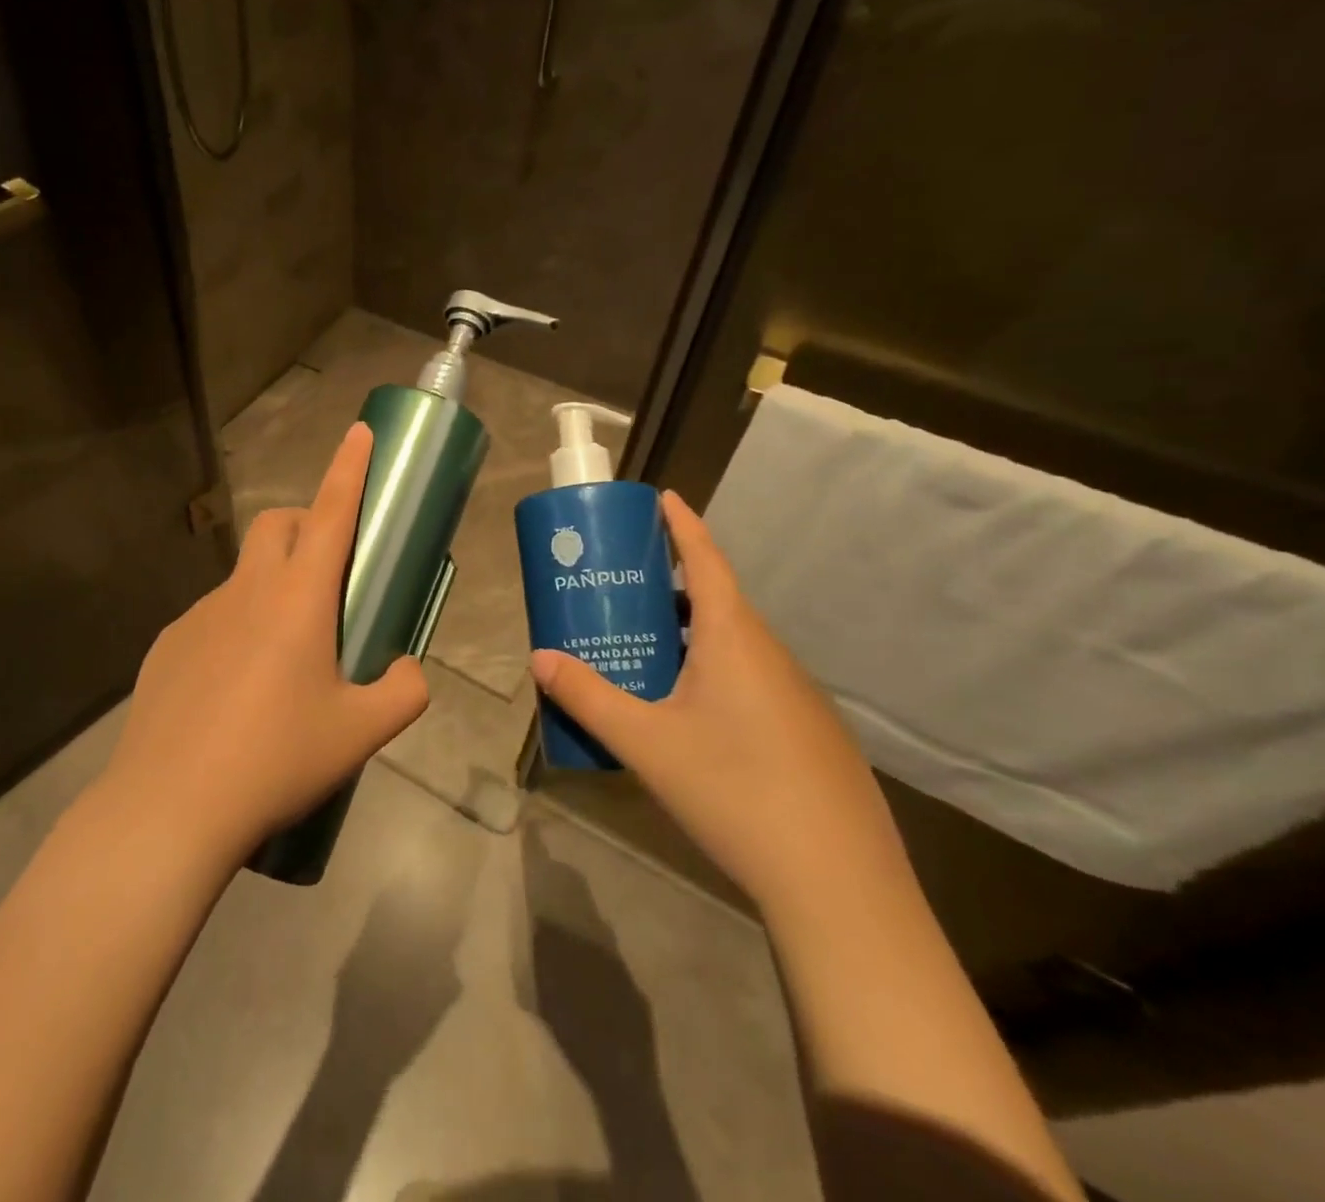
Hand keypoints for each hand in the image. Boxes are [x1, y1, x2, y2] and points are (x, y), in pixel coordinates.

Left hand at [102, 423, 430, 865]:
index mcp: (298, 599)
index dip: (349, 468)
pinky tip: (235, 691)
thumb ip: (404, 691)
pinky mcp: (168, 644)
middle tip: (329, 576)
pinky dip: (236, 628)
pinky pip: (213, 617)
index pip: (331, 513)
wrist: (170, 807)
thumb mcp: (361, 733)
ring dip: (272, 586)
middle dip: (307, 526)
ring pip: (245, 575)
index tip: (359, 432)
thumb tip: (407, 670)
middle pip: (278, 524)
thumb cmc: (276, 760)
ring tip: (284, 660)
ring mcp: (199, 614)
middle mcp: (246, 591)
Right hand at [530, 490, 907, 916]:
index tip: (662, 496)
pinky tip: (688, 717)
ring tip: (643, 653)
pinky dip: (712, 673)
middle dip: (668, 588)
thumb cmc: (735, 791)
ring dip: (688, 636)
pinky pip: (751, 680)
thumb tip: (540, 658)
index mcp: (734, 639)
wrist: (839, 884)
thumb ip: (588, 697)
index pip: (706, 560)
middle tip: (620, 593)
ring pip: (733, 646)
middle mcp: (771, 655)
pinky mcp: (808, 733)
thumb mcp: (646, 743)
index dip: (683, 525)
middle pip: (716, 601)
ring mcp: (797, 696)